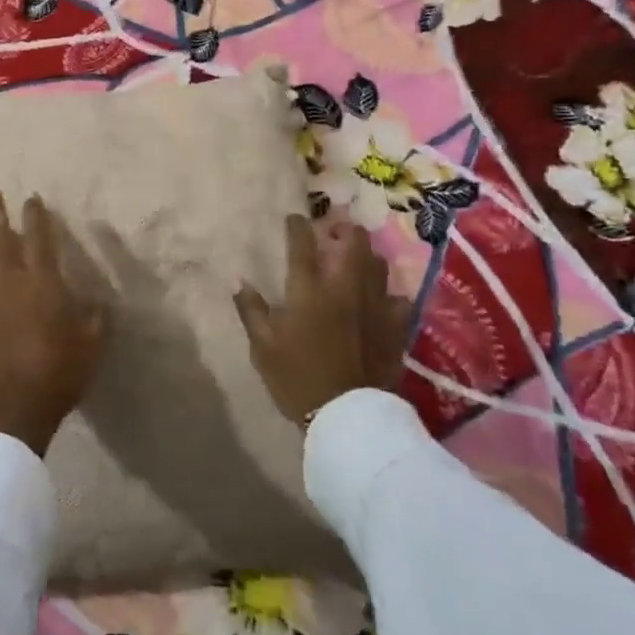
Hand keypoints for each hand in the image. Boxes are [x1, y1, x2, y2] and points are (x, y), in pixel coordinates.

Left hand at [0, 190, 108, 456]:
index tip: (32, 197)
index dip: (36, 216)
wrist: (17, 402)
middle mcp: (10, 282)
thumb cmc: (61, 368)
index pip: (40, 238)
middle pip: (0, 240)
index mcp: (43, 281)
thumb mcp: (93, 340)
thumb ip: (95, 316)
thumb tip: (96, 301)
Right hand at [233, 215, 412, 425]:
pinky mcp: (395, 325)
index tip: (294, 218)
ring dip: (365, 255)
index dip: (298, 226)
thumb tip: (238, 281)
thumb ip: (251, 310)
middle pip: (353, 242)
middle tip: (332, 234)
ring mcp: (375, 304)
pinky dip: (385, 291)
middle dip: (343, 230)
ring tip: (354, 259)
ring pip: (377, 262)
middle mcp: (345, 287)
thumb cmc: (297, 379)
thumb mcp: (263, 347)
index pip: (303, 244)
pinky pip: (396, 296)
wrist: (348, 415)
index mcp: (309, 290)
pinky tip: (378, 298)